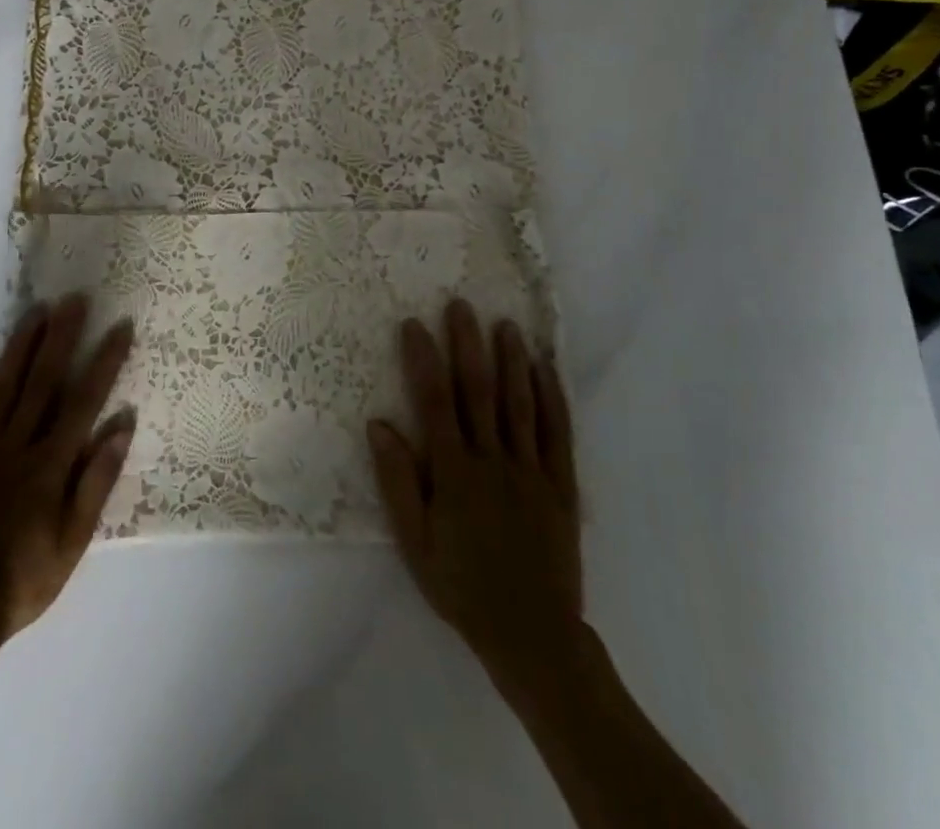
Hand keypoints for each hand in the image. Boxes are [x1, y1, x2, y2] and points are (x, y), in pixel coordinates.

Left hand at [0, 295, 134, 651]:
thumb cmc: (21, 582)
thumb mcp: (72, 543)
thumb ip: (96, 482)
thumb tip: (121, 426)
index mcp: (50, 465)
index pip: (84, 400)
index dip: (105, 360)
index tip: (120, 327)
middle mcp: (16, 446)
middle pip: (42, 380)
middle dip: (61, 336)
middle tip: (74, 298)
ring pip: (3, 385)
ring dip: (21, 345)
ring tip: (35, 310)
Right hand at [368, 299, 583, 684]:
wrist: (532, 634)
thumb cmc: (462, 586)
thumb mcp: (415, 543)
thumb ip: (397, 482)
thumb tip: (378, 424)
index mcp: (453, 473)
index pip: (435, 403)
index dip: (423, 360)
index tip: (414, 324)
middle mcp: (493, 461)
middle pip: (478, 391)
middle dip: (468, 344)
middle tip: (461, 305)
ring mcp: (531, 470)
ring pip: (520, 403)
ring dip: (512, 360)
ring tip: (505, 323)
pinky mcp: (561, 484)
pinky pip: (557, 432)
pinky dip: (553, 397)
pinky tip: (546, 368)